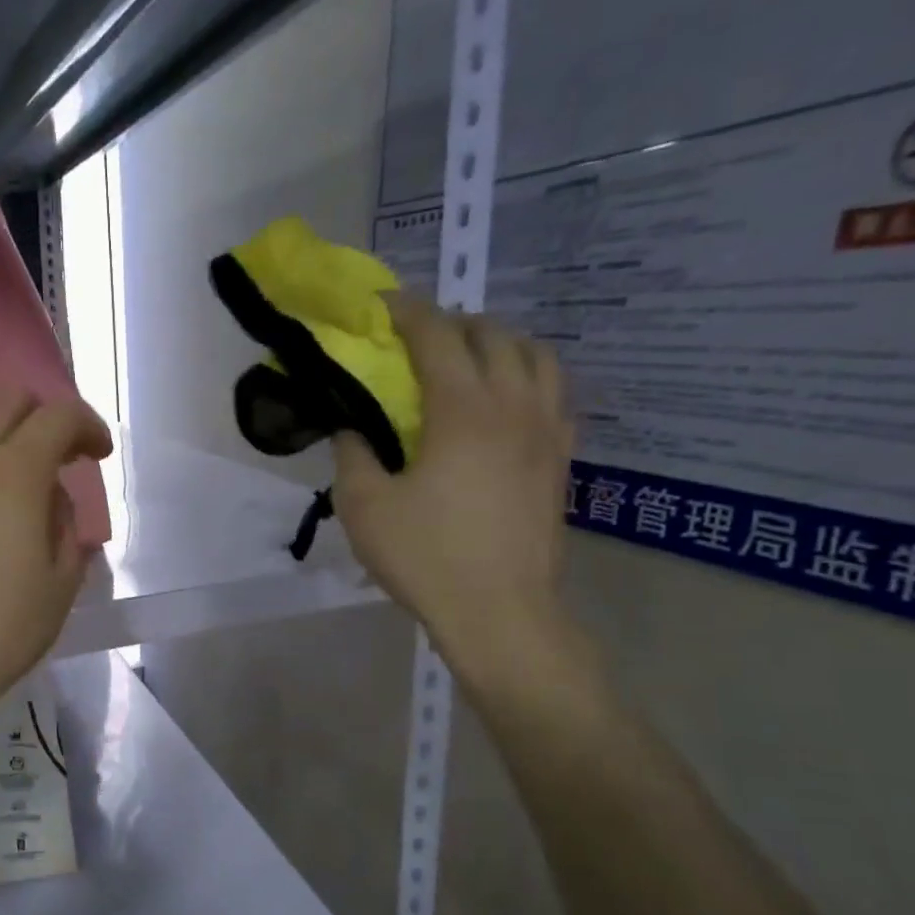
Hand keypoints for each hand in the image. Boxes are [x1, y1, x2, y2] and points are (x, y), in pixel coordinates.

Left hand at [0, 392, 112, 743]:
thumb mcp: (60, 586)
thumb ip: (65, 526)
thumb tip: (50, 500)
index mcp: (12, 474)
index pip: (58, 416)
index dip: (88, 426)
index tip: (99, 455)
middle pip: (7, 403)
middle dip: (43, 420)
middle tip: (58, 463)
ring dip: (0, 448)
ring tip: (9, 501)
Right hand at [332, 296, 573, 684]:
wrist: (500, 612)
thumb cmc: (426, 557)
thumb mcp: (365, 507)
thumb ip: (353, 455)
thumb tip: (352, 428)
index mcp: (463, 410)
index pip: (437, 337)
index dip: (408, 311)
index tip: (384, 302)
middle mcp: (514, 407)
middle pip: (494, 336)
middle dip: (455, 322)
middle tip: (422, 335)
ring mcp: (547, 432)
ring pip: (538, 358)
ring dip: (501, 343)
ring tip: (472, 358)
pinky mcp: (562, 461)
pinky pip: (555, 397)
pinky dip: (529, 380)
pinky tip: (509, 404)